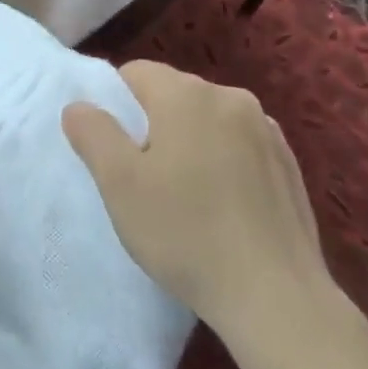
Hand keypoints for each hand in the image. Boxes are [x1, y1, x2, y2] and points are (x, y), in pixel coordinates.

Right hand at [63, 61, 336, 349]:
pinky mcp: (289, 163)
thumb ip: (93, 134)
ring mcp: (266, 129)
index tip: (114, 151)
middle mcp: (231, 97)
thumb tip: (78, 106)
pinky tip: (223, 207)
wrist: (275, 296)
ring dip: (190, 143)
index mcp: (187, 94)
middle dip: (153, 124)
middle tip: (143, 179)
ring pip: (209, 121)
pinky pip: (240, 146)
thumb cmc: (185, 233)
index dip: (115, 105)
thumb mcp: (120, 184)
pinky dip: (224, 162)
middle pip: (174, 94)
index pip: (136, 73)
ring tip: (185, 197)